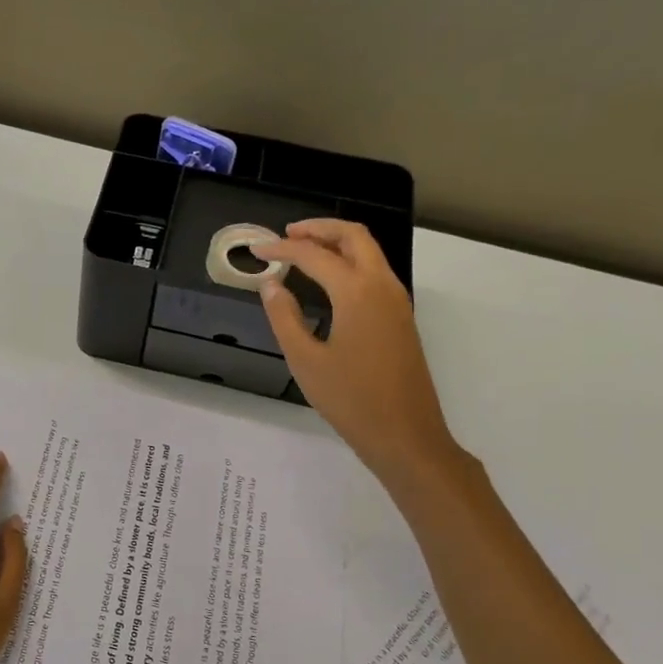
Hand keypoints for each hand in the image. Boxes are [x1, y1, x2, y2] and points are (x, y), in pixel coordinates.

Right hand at [253, 219, 467, 491]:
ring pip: (369, 253)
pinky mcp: (401, 318)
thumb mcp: (305, 360)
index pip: (314, 255)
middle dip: (319, 228)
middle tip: (286, 236)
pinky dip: (349, 263)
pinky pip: (375, 273)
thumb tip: (271, 285)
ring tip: (302, 252)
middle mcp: (382, 286)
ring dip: (337, 243)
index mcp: (357, 292)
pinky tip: (327, 282)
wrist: (405, 434)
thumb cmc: (350, 399)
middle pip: (354, 236)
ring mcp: (397, 302)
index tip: (256, 249)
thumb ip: (284, 317)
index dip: (282, 249)